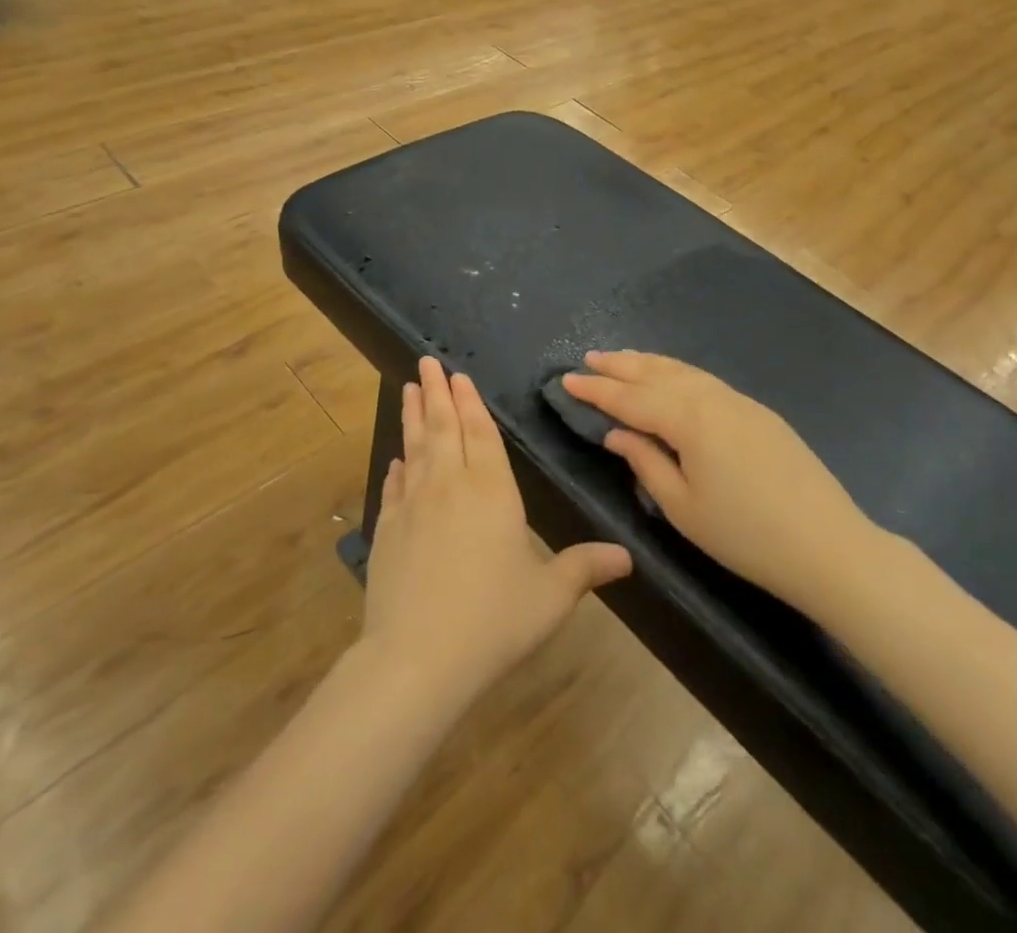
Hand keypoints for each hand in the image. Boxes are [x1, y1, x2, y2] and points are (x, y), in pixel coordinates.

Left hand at [361, 358, 631, 712]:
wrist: (418, 656)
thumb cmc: (494, 620)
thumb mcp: (550, 596)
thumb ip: (585, 568)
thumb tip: (628, 557)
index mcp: (492, 490)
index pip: (481, 432)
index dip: (471, 402)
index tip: (459, 375)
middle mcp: (450, 484)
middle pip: (444, 426)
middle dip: (438, 391)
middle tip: (427, 360)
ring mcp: (413, 504)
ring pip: (416, 446)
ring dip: (413, 415)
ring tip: (409, 387)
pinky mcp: (388, 528)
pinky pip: (394, 486)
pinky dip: (397, 467)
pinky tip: (396, 459)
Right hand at [562, 351, 873, 604]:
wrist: (829, 545)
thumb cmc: (746, 535)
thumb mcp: (683, 508)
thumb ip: (645, 462)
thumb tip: (617, 432)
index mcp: (689, 420)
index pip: (630, 398)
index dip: (596, 389)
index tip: (566, 379)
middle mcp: (712, 398)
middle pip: (656, 373)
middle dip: (620, 365)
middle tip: (589, 359)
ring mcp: (740, 401)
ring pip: (684, 371)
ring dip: (649, 363)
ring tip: (623, 359)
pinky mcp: (759, 412)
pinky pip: (705, 380)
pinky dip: (678, 373)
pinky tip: (671, 378)